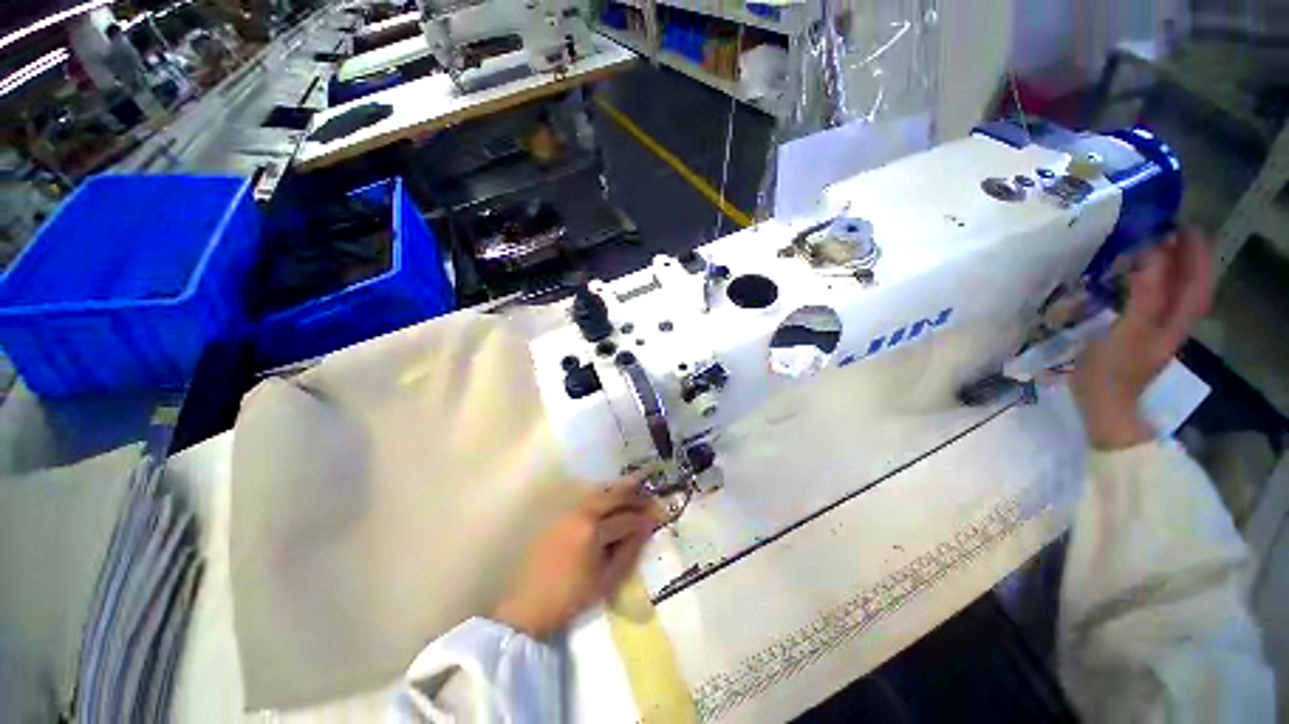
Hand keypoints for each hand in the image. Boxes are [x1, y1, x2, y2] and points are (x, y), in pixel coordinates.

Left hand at [492, 474, 661, 638]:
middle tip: (651, 495)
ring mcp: (569, 511)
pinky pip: (587, 498)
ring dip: (620, 490)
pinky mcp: (560, 515)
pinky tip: (611, 499)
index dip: (645, 518)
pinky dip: (603, 495)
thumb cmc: (571, 598)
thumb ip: (629, 552)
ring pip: (601, 492)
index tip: (658, 515)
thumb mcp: (607, 581)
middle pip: (614, 495)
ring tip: (636, 489)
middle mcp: (582, 513)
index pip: (627, 518)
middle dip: (635, 494)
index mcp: (594, 530)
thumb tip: (646, 529)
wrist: (528, 605)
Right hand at [1071, 230, 1213, 449]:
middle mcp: (1174, 321)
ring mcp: (1157, 329)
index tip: (1179, 223)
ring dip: (1168, 266)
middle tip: (1165, 228)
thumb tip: (1152, 254)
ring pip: (1174, 291)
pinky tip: (1134, 277)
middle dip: (1183, 254)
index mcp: (1176, 321)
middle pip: (1189, 282)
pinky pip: (1154, 300)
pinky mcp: (1140, 334)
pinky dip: (1151, 283)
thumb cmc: (1112, 372)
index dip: (1193, 251)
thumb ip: (1143, 296)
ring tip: (1151, 245)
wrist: (1104, 407)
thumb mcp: (1127, 334)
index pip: (1197, 279)